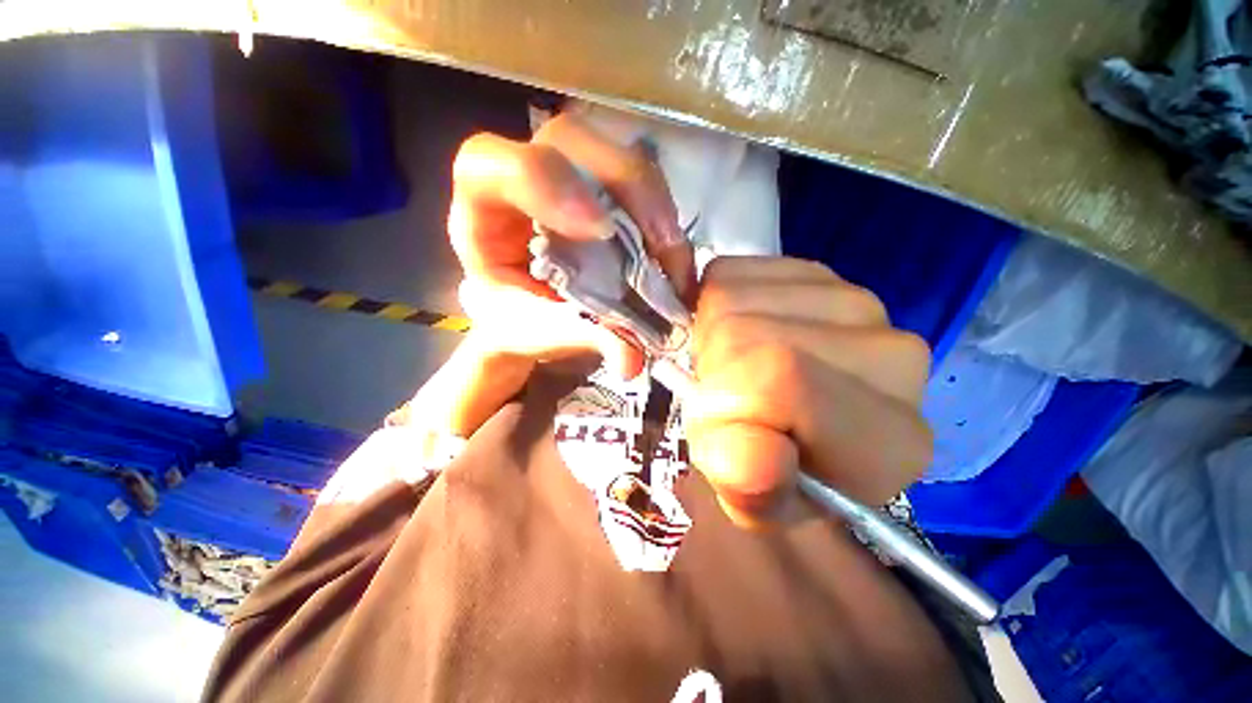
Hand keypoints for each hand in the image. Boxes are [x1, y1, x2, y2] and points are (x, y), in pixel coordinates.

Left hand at [449, 115, 696, 377]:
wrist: (530, 312)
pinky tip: (674, 255)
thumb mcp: (540, 330)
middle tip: (661, 242)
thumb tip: (634, 358)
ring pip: (613, 152)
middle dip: (625, 185)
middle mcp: (524, 176)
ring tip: (675, 258)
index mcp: (483, 209)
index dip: (549, 184)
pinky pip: (639, 181)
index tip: (602, 231)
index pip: (494, 165)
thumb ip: (582, 335)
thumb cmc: (520, 318)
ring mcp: (568, 174)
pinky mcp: (601, 187)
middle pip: (569, 138)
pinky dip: (663, 217)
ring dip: (655, 204)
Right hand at [684, 258, 932, 527]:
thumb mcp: (753, 501)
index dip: (725, 402)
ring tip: (734, 367)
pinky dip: (717, 305)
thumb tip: (748, 459)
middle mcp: (893, 356)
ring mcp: (857, 300)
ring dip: (712, 338)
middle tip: (726, 395)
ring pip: (731, 298)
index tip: (721, 426)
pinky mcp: (819, 271)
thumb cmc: (775, 472)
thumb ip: (751, 489)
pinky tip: (741, 334)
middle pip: (745, 333)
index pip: (778, 379)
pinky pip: (733, 273)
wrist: (795, 429)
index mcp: (886, 438)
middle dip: (712, 369)